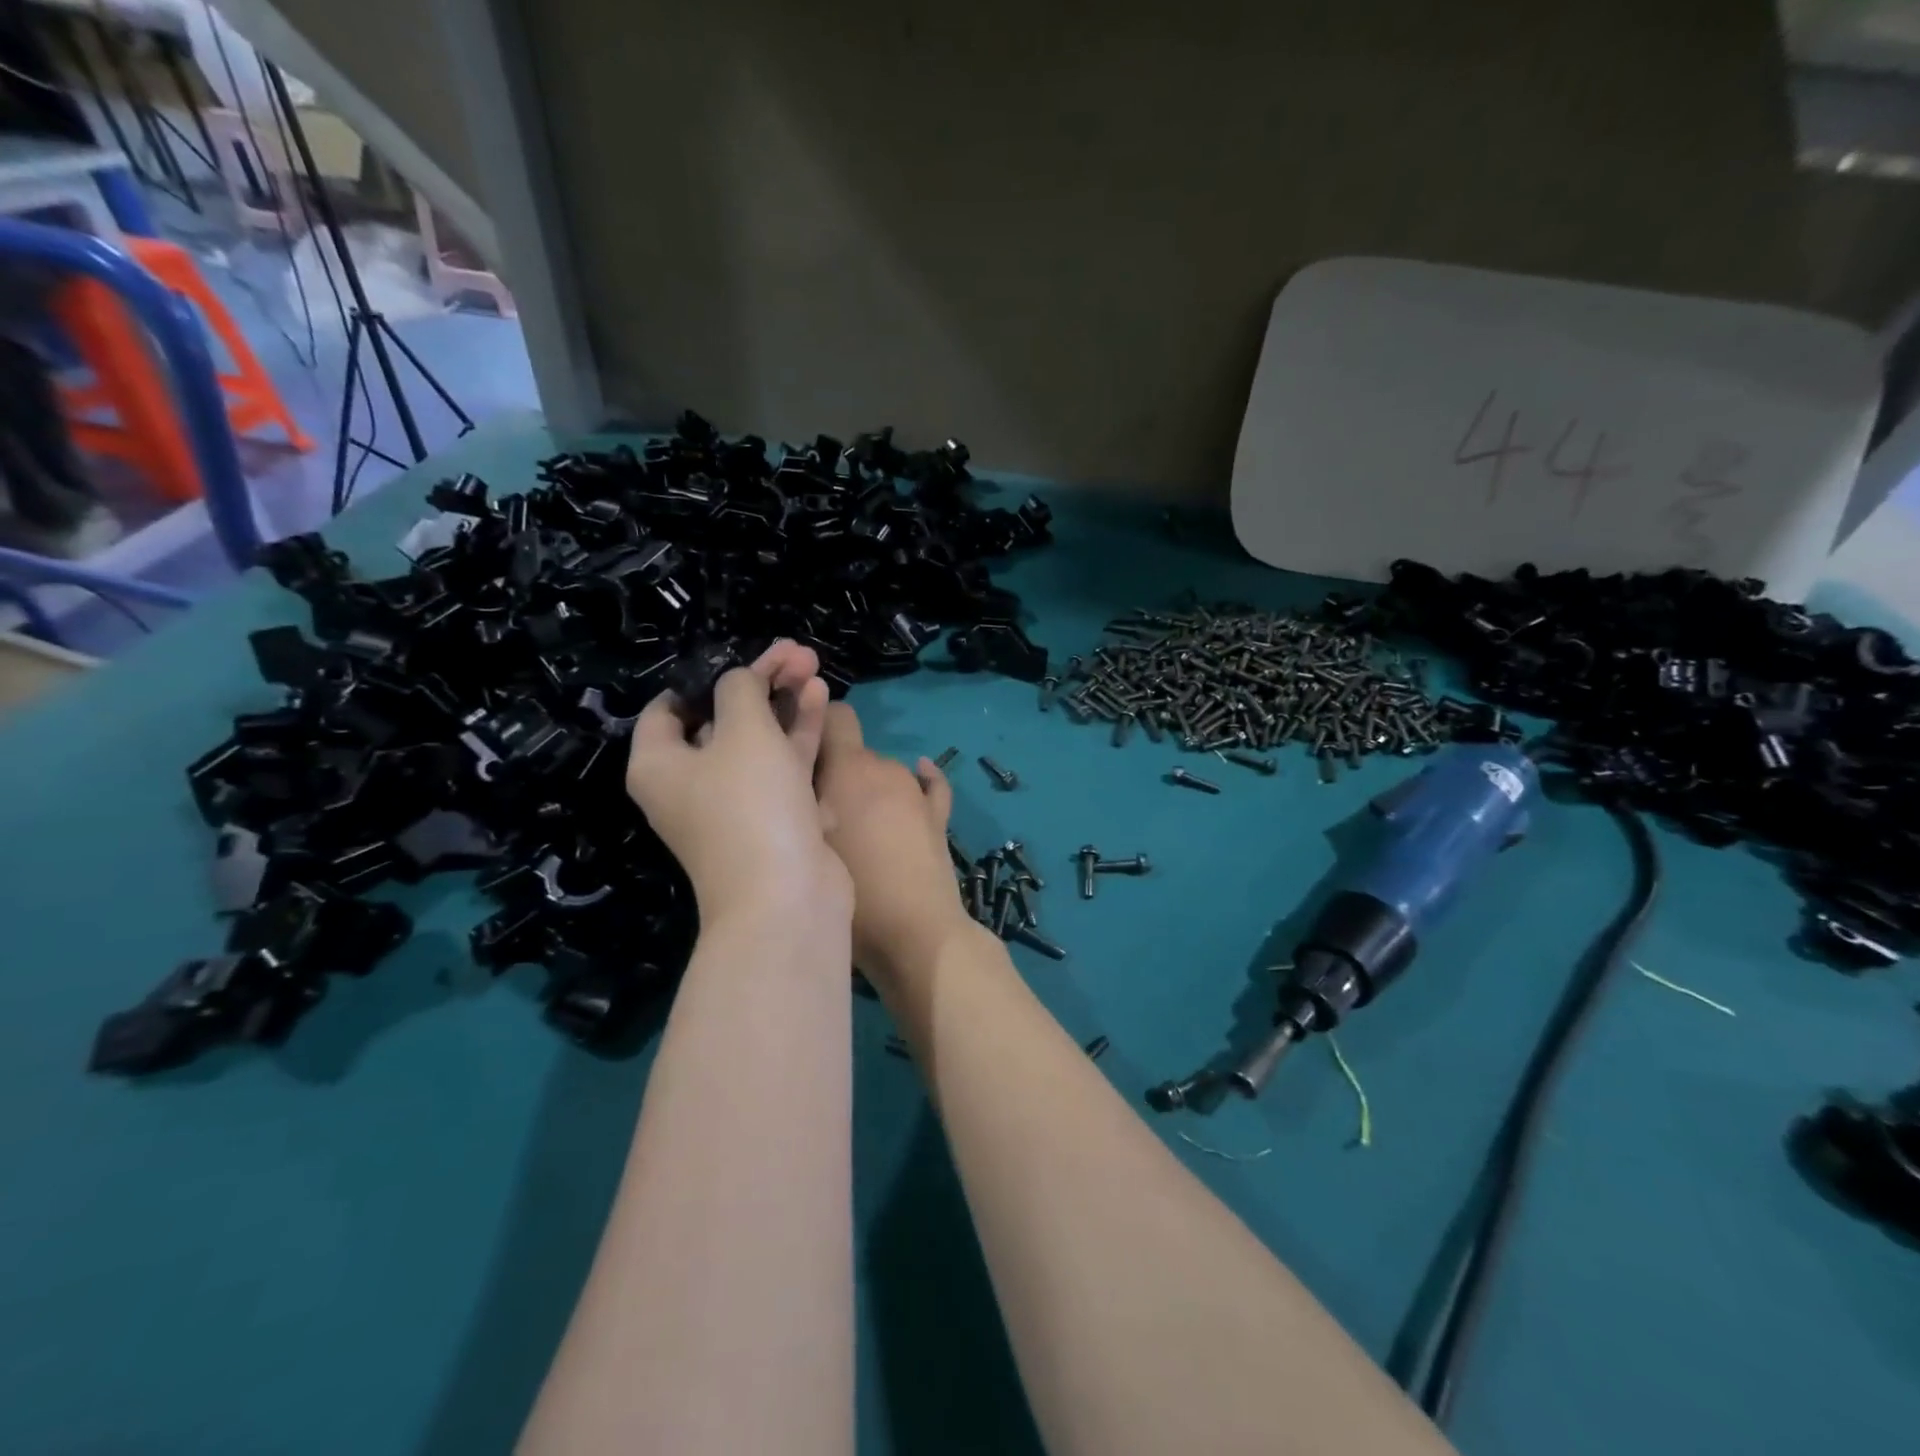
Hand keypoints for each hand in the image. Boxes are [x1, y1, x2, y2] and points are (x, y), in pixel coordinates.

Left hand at [626, 642, 848, 924]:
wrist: (787, 895)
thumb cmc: (751, 804)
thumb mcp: (743, 730)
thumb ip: (740, 690)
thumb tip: (741, 681)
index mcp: (660, 764)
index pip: (668, 707)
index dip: (702, 677)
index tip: (738, 657)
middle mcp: (691, 784)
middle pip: (722, 719)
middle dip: (759, 682)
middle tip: (795, 652)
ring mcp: (736, 803)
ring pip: (759, 740)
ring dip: (784, 703)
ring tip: (812, 664)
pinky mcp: (775, 817)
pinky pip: (782, 766)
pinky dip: (797, 734)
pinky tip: (820, 698)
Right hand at [814, 702, 976, 985]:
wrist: (914, 933)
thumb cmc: (850, 889)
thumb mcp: (805, 842)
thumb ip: (798, 801)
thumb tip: (791, 776)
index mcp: (849, 768)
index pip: (835, 715)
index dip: (817, 721)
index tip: (798, 745)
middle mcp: (884, 768)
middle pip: (855, 753)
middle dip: (837, 771)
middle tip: (819, 809)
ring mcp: (916, 792)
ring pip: (884, 774)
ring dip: (869, 789)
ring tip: (855, 827)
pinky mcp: (938, 817)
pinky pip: (929, 786)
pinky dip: (921, 781)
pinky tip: (919, 778)